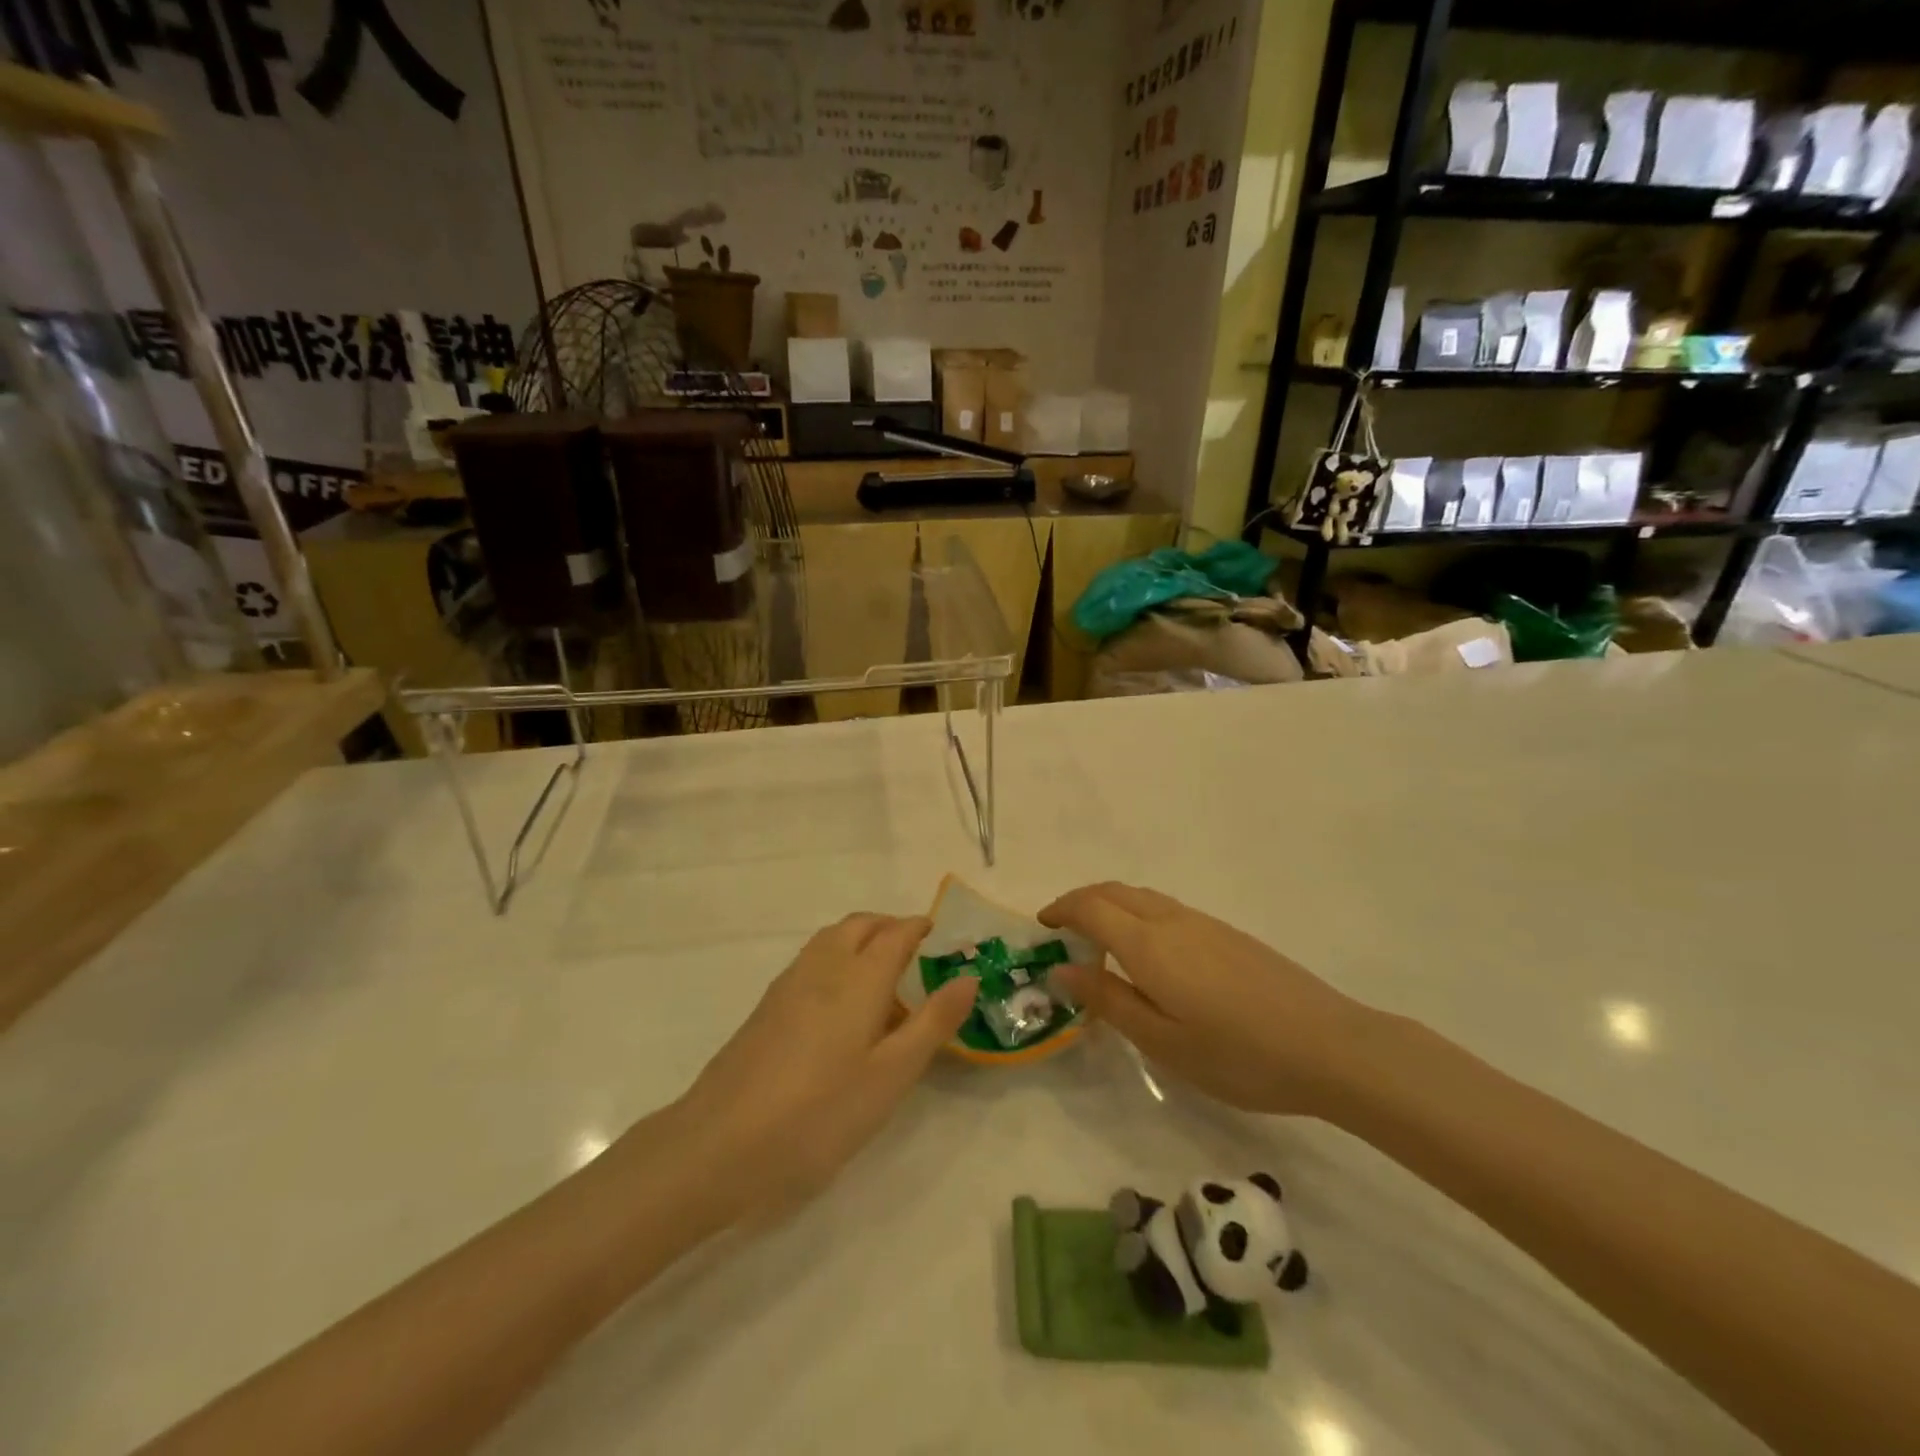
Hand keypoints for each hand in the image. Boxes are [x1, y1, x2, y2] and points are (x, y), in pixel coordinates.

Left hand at [678, 913, 975, 1211]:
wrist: (719, 1145)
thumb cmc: (819, 1113)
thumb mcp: (891, 1076)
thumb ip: (932, 1023)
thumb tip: (967, 977)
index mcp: (858, 978)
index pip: (895, 933)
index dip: (919, 927)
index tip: (940, 934)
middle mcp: (822, 967)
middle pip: (859, 926)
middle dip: (889, 926)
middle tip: (916, 950)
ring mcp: (788, 985)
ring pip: (830, 939)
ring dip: (860, 939)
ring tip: (882, 974)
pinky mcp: (766, 1008)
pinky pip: (811, 962)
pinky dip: (836, 959)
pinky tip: (840, 1004)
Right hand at [1042, 883, 1371, 1115]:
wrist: (1331, 1046)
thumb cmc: (1238, 1054)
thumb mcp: (1163, 1041)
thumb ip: (1109, 1000)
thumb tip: (1062, 967)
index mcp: (1149, 945)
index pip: (1091, 907)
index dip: (1061, 909)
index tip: (1042, 926)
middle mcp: (1173, 921)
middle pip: (1116, 891)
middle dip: (1082, 900)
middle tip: (1063, 928)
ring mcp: (1205, 924)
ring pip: (1143, 897)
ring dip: (1112, 905)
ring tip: (1099, 940)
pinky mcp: (1229, 934)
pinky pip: (1167, 908)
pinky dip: (1139, 914)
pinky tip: (1150, 952)